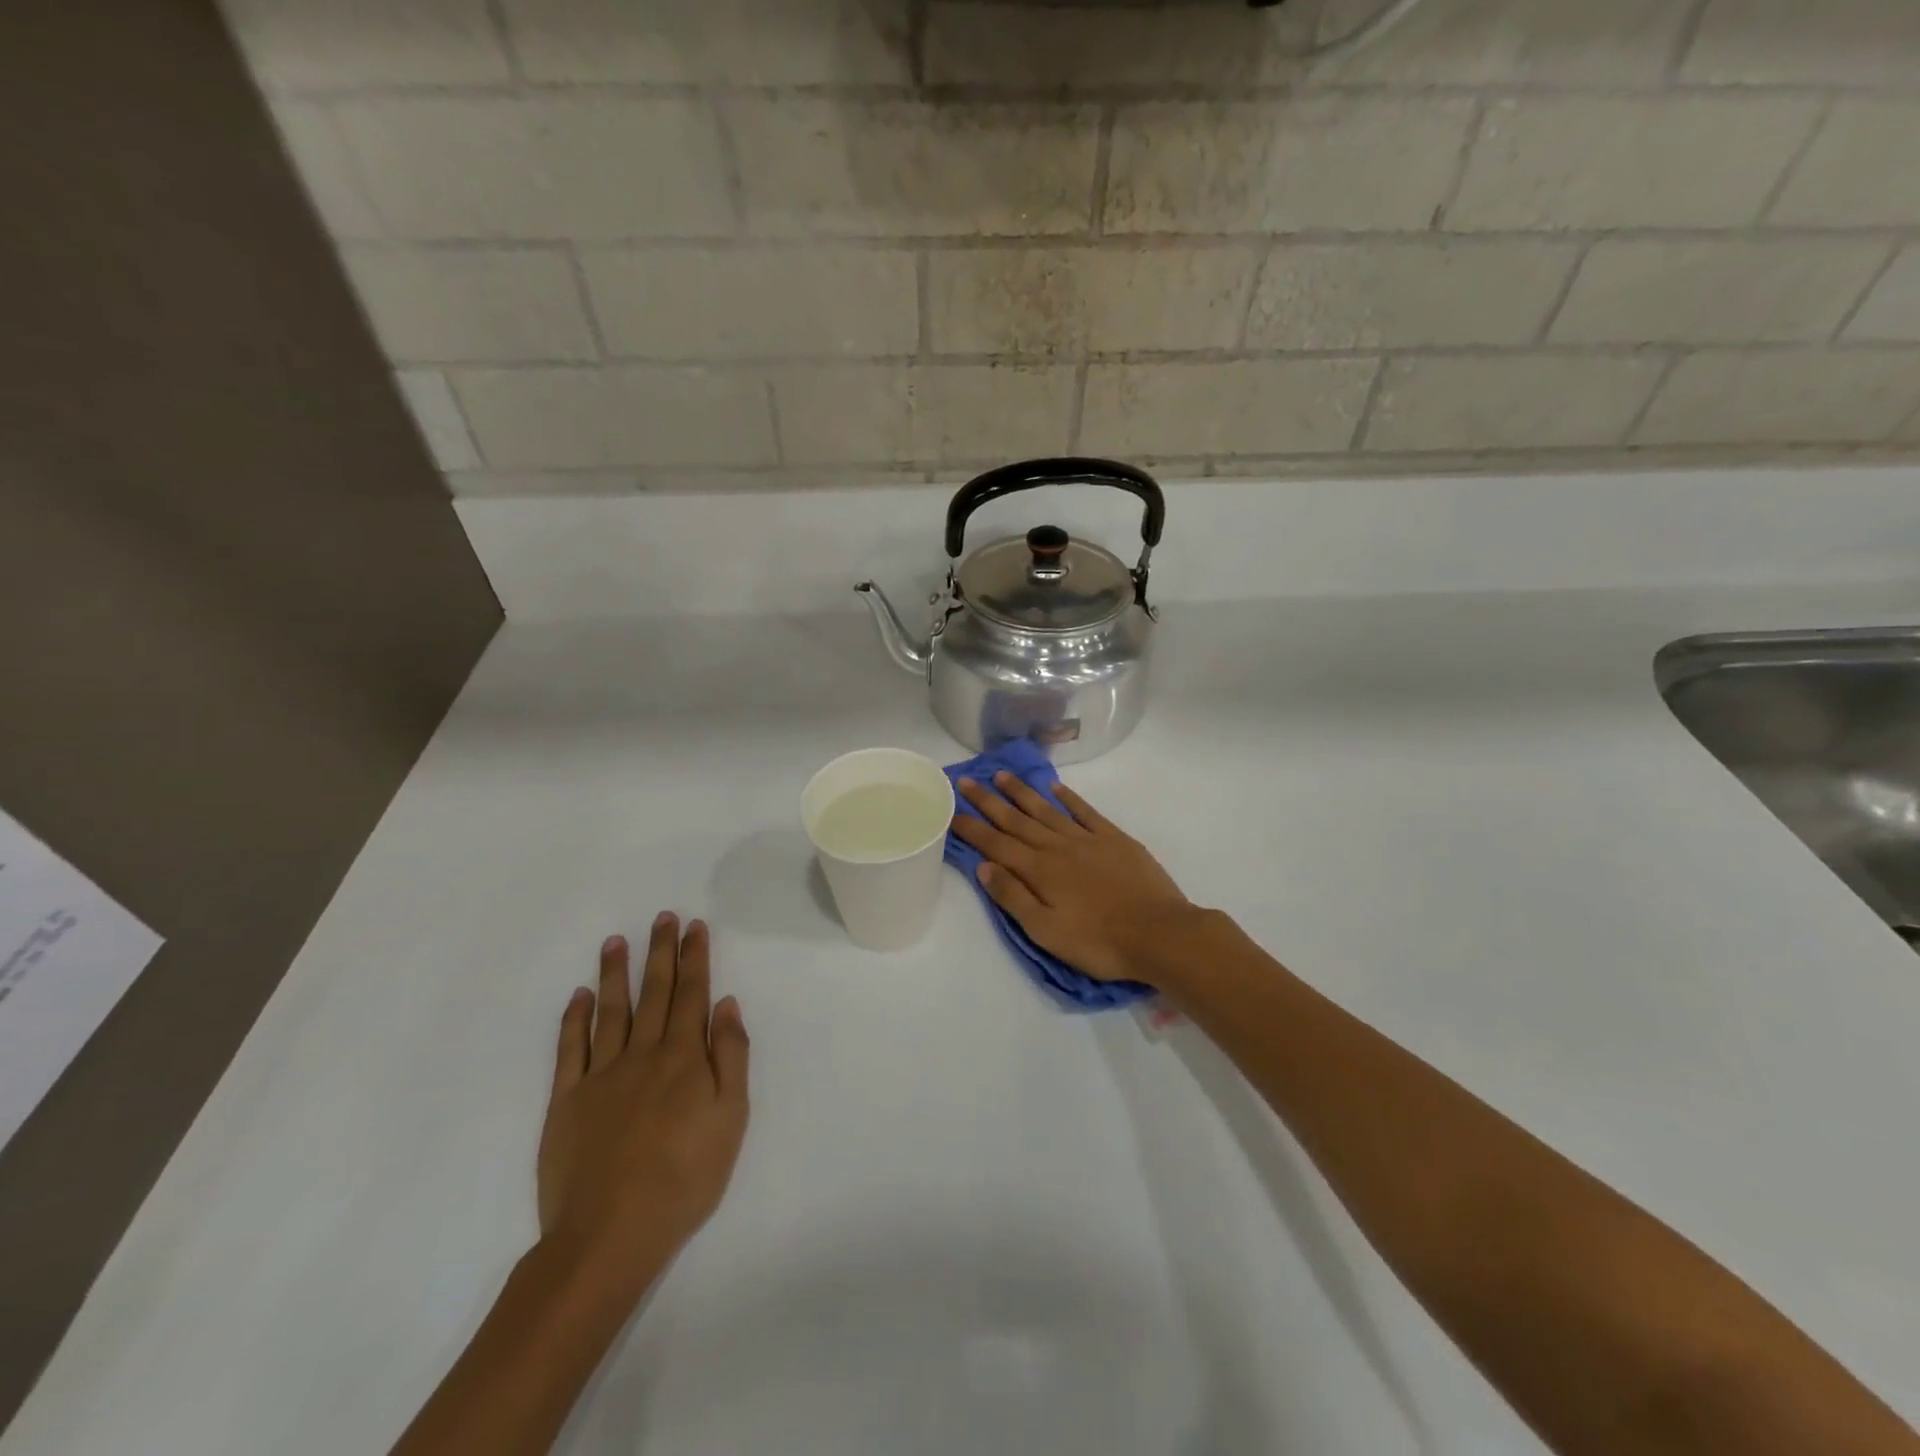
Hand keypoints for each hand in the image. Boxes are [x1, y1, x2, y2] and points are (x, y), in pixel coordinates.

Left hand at [535, 914, 749, 1299]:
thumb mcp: (731, 1118)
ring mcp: (600, 1075)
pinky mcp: (566, 1100)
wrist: (610, 1234)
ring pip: (611, 1010)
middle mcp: (643, 1054)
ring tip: (616, 941)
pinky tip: (579, 995)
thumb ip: (730, 1056)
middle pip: (655, 992)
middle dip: (660, 952)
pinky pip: (570, 1049)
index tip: (694, 926)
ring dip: (615, 973)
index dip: (695, 958)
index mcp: (684, 1058)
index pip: (693, 994)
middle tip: (662, 917)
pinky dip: (574, 1018)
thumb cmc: (685, 1177)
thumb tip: (726, 1004)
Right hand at [952, 773, 1194, 984]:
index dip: (972, 828)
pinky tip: (1055, 788)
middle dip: (989, 801)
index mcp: (1039, 871)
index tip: (951, 809)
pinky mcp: (1114, 839)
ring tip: (1002, 775)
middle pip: (1017, 821)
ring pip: (1047, 810)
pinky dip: (1068, 798)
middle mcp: (1058, 847)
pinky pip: (1085, 812)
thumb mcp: (1046, 931)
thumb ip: (1013, 897)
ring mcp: (1087, 839)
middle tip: (968, 781)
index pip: (996, 845)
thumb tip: (984, 866)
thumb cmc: (1098, 941)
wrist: (1159, 933)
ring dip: (1022, 793)